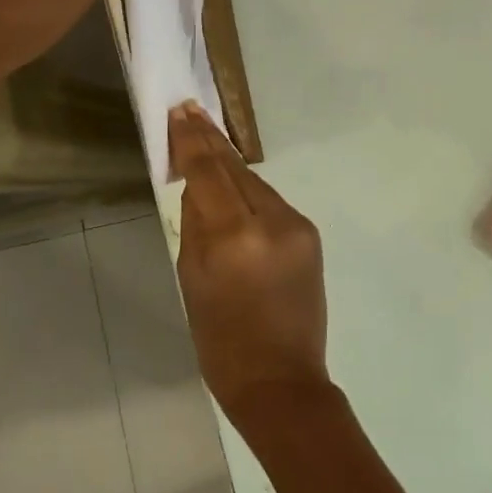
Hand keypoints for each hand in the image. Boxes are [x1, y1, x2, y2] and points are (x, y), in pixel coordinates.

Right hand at [169, 103, 330, 424]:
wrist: (282, 382)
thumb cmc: (221, 342)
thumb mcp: (192, 281)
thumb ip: (196, 225)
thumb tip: (197, 185)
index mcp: (235, 237)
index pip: (209, 172)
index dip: (192, 140)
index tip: (180, 111)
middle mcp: (272, 222)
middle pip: (235, 169)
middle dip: (211, 140)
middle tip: (190, 111)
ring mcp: (298, 227)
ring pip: (255, 183)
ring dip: (230, 168)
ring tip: (206, 144)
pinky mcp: (311, 235)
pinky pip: (272, 204)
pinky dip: (250, 195)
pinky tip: (234, 192)